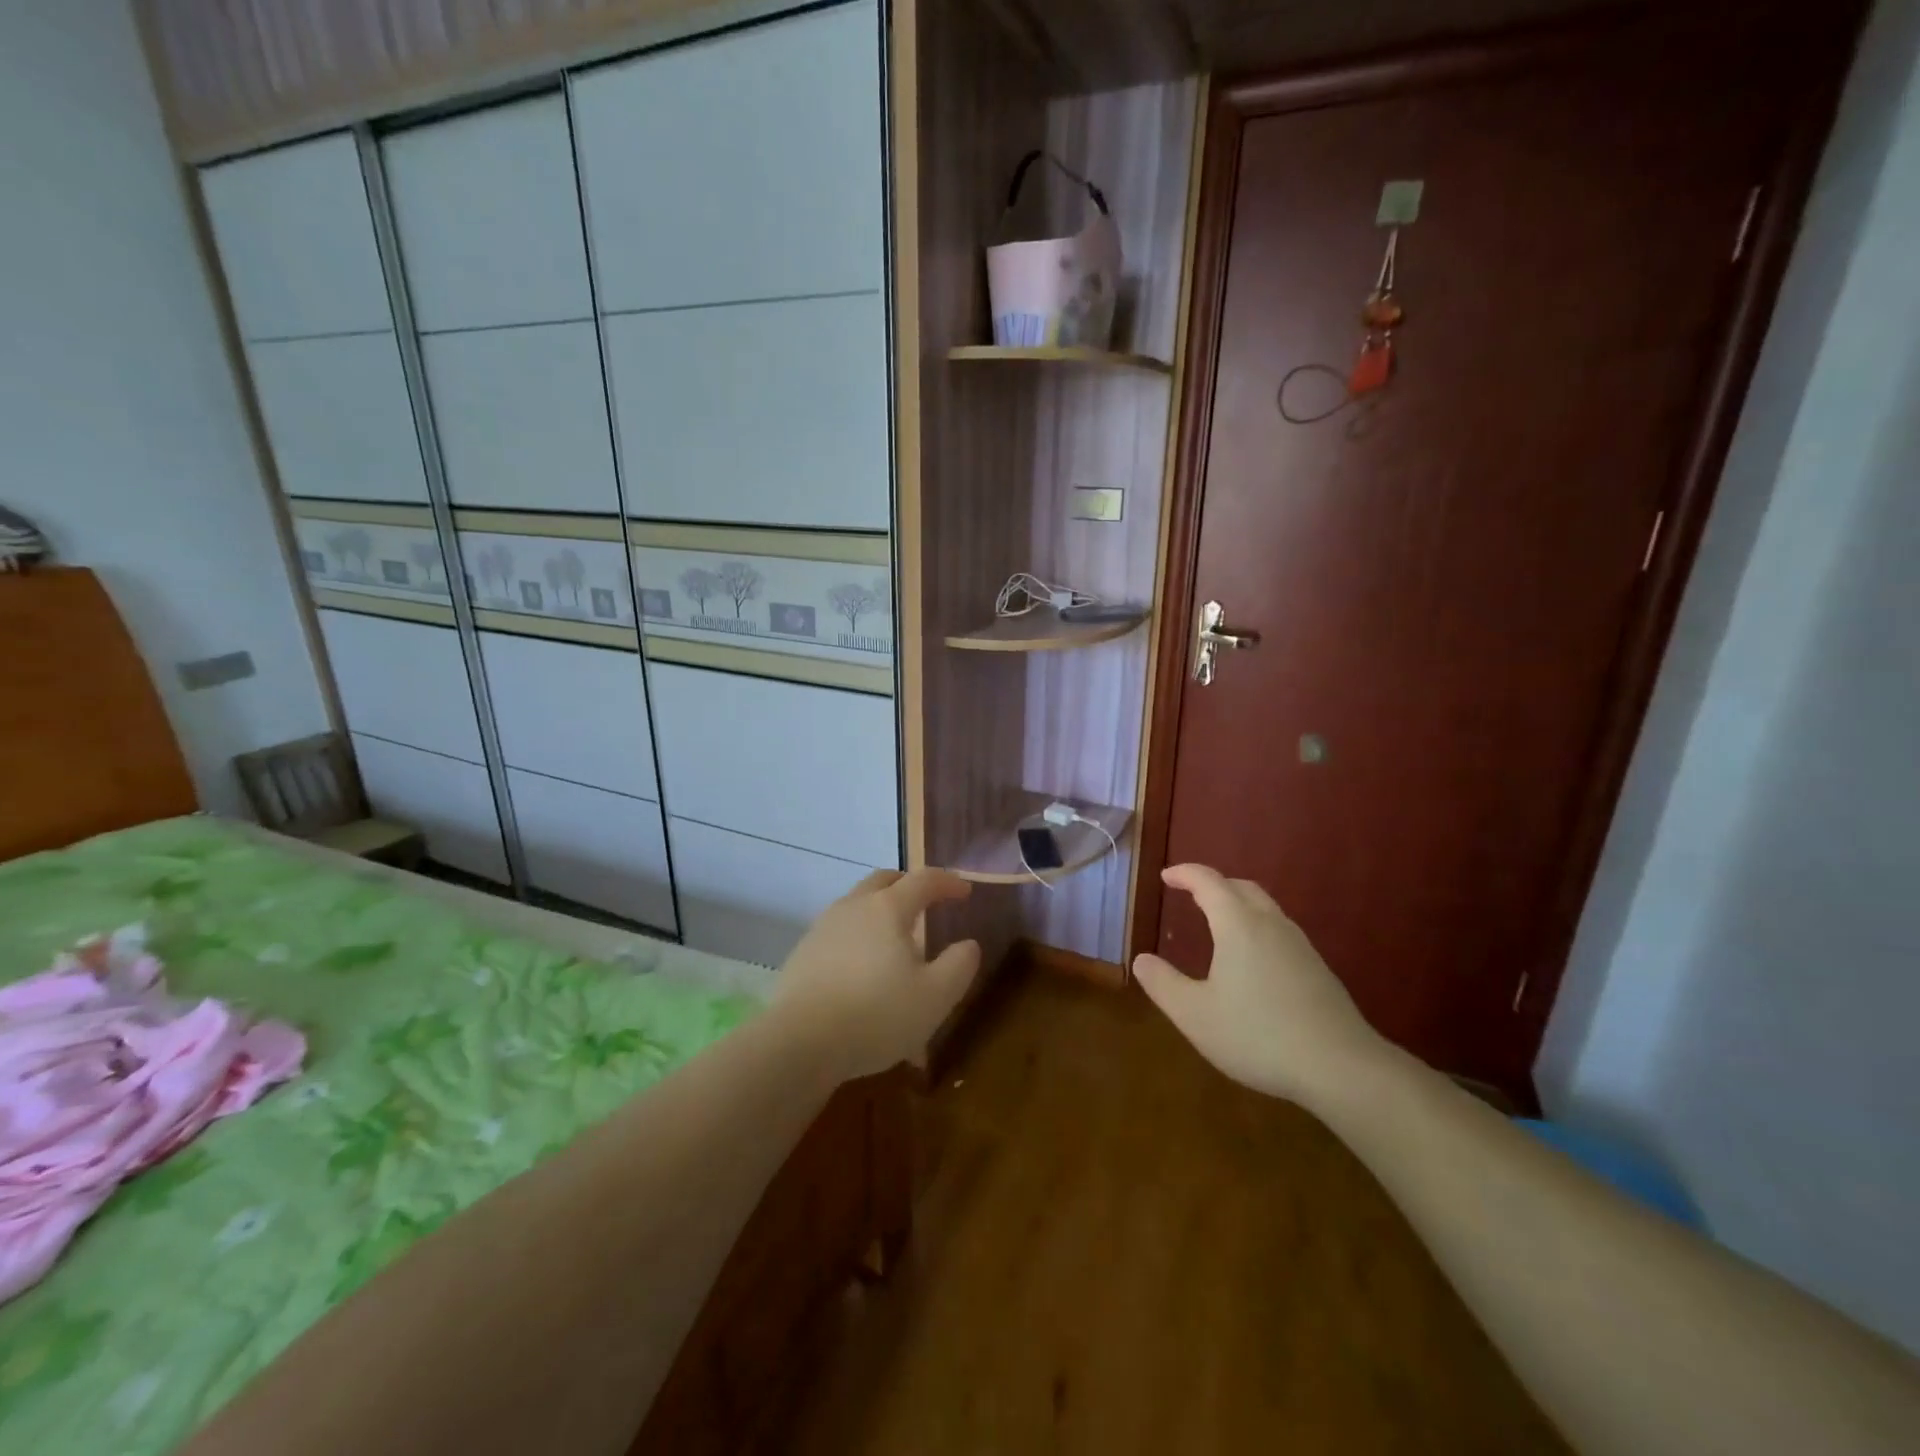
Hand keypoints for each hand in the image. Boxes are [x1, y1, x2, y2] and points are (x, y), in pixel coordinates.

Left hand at [772, 869, 980, 1081]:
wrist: (800, 1043)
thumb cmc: (877, 1015)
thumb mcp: (935, 997)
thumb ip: (959, 965)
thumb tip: (968, 944)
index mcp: (888, 908)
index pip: (924, 880)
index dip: (948, 882)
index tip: (965, 892)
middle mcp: (854, 906)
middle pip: (884, 880)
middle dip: (909, 885)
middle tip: (926, 901)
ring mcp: (823, 927)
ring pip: (857, 903)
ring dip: (880, 909)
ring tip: (894, 937)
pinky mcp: (803, 952)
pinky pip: (839, 930)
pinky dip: (858, 935)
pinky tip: (862, 965)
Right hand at [1132, 864, 1388, 1104]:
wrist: (1342, 1067)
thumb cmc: (1259, 1035)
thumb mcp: (1195, 1015)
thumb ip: (1163, 984)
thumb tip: (1142, 960)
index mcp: (1238, 925)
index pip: (1208, 882)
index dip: (1184, 874)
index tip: (1166, 876)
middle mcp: (1271, 925)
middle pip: (1241, 888)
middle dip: (1213, 884)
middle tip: (1190, 893)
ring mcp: (1300, 946)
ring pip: (1265, 909)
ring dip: (1238, 905)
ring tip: (1219, 924)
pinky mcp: (1318, 970)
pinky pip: (1280, 932)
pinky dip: (1257, 928)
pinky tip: (1253, 961)